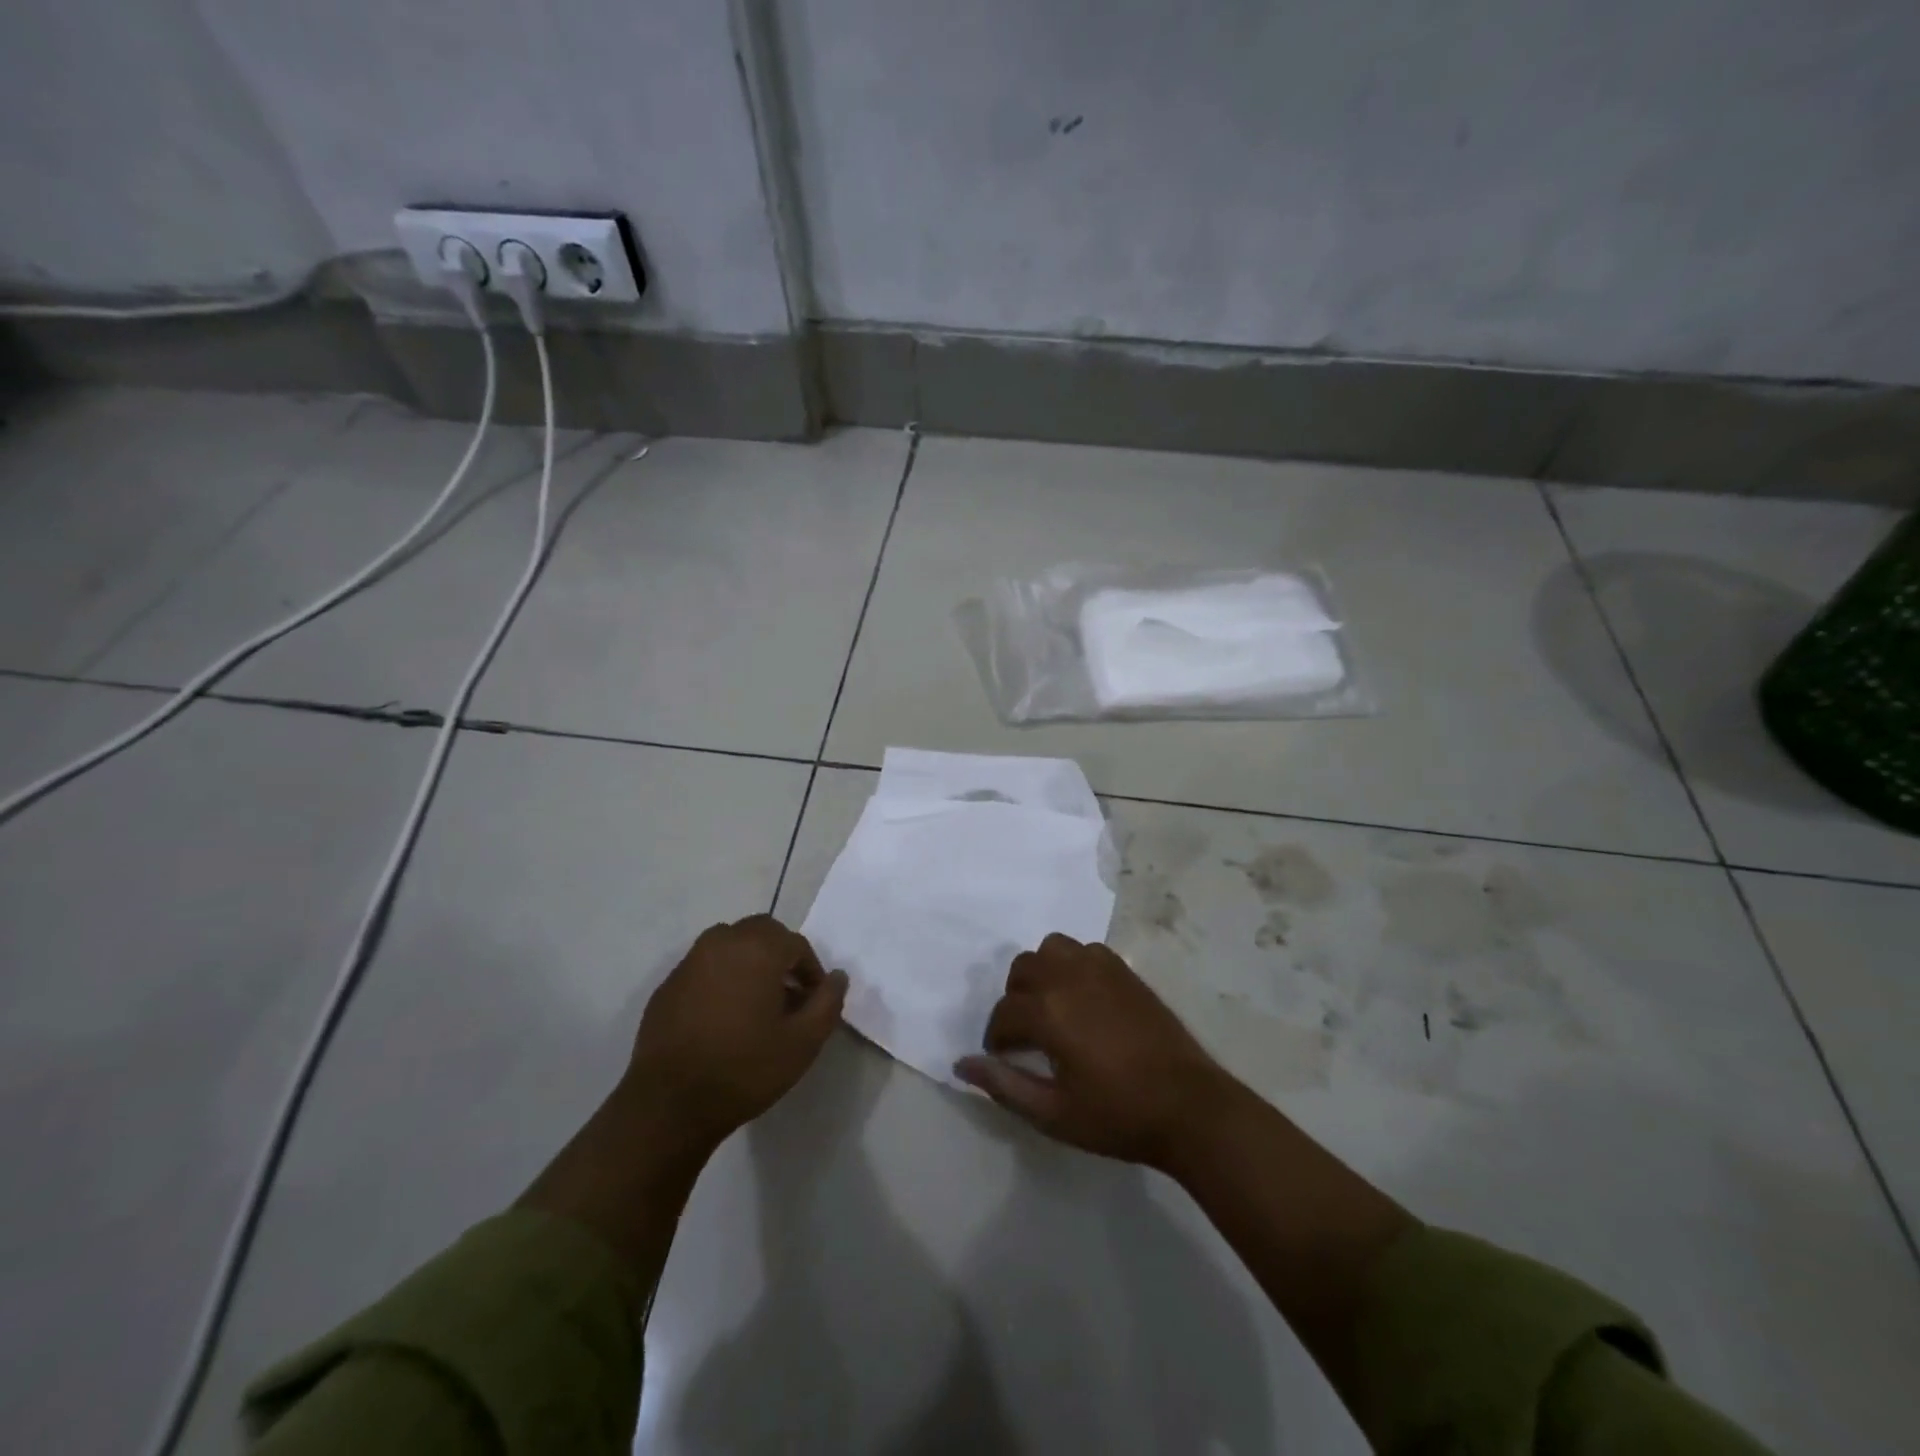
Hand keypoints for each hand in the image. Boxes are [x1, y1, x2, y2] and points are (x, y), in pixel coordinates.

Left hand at [625, 914, 848, 1154]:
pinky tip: (722, 1015)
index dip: (811, 970)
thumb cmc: (744, 1069)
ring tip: (755, 1001)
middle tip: (788, 994)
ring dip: (749, 960)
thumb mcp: (803, 1042)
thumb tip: (837, 977)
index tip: (813, 1002)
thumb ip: (828, 1002)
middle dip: (780, 955)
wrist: (669, 1105)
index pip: (796, 944)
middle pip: (761, 932)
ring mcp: (690, 962)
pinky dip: (721, 977)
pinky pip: (704, 966)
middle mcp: (722, 943)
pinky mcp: (668, 986)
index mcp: (757, 949)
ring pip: (730, 943)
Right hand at [955, 933, 1233, 1168]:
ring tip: (1053, 1007)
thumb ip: (1003, 1086)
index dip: (997, 1039)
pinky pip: (1085, 950)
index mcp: (1048, 1011)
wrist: (1188, 1106)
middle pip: (1022, 970)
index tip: (1004, 1059)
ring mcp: (1100, 968)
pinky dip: (1074, 965)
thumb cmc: (1117, 1115)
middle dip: (1015, 1000)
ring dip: (1043, 973)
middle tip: (1028, 1035)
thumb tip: (961, 1065)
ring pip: (1052, 949)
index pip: (1003, 1013)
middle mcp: (1069, 977)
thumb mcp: (1052, 1114)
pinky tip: (1084, 998)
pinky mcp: (1125, 971)